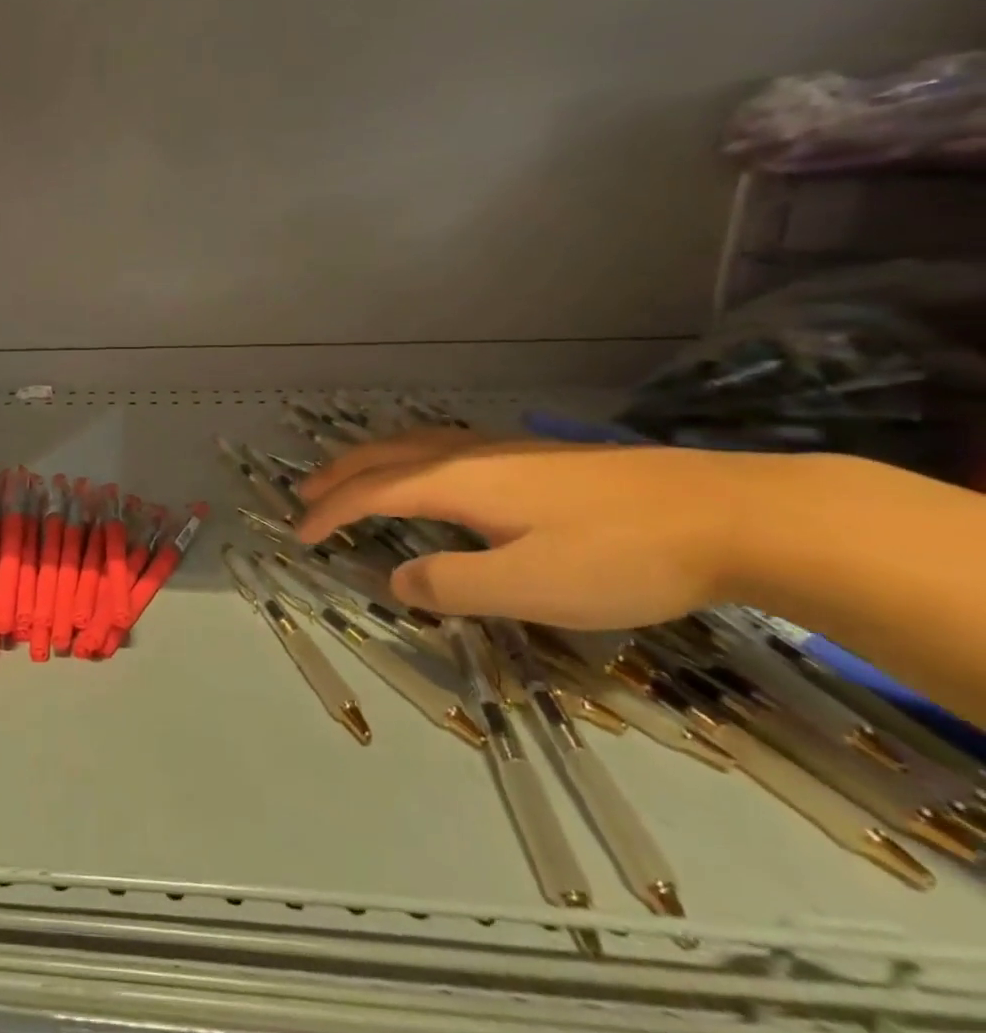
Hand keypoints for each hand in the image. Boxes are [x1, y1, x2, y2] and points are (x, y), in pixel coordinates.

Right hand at [294, 430, 792, 628]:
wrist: (731, 514)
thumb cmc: (620, 555)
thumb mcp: (529, 587)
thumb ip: (451, 585)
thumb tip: (396, 579)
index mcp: (456, 483)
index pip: (372, 493)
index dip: (330, 513)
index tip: (300, 536)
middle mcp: (470, 456)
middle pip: (385, 456)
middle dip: (339, 476)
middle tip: (306, 496)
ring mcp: (505, 450)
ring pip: (415, 445)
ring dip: (371, 462)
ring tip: (352, 479)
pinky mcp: (536, 458)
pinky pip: (442, 448)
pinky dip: (408, 459)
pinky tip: (431, 476)